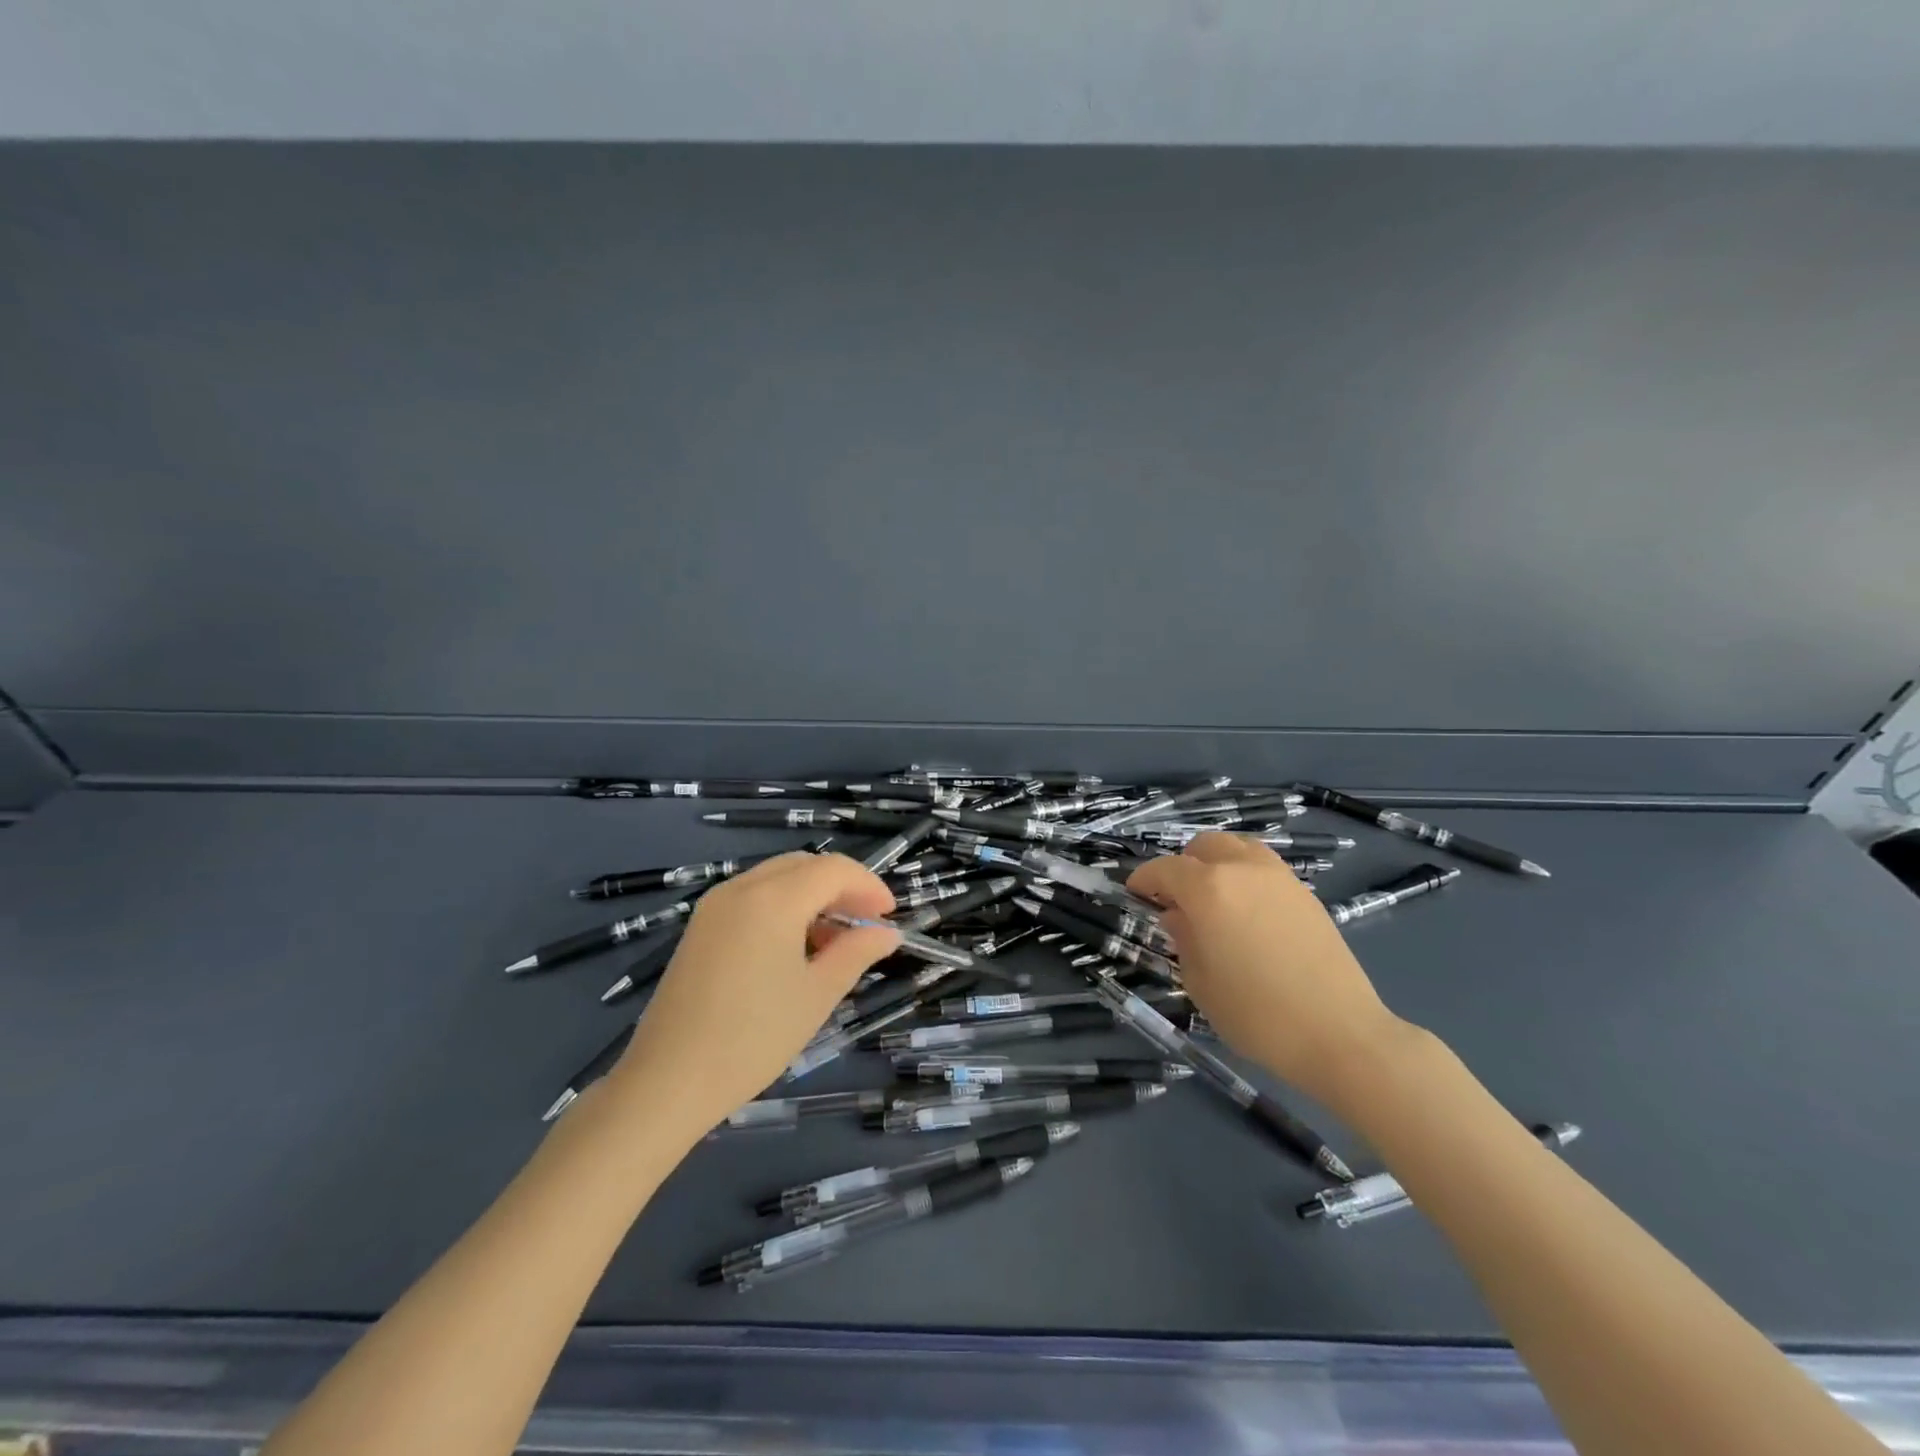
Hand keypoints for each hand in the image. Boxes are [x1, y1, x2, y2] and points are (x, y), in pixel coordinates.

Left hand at [608, 852, 897, 1132]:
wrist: (668, 1081)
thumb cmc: (753, 1038)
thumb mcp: (817, 995)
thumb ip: (856, 953)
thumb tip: (888, 933)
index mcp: (773, 899)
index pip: (834, 869)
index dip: (869, 886)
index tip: (890, 917)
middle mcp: (741, 888)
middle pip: (805, 865)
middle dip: (842, 886)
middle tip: (867, 923)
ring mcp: (714, 905)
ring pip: (777, 878)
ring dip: (813, 895)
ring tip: (835, 939)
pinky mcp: (700, 927)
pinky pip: (752, 896)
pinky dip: (783, 906)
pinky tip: (795, 946)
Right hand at [1127, 833, 1406, 1105]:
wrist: (1339, 1033)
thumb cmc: (1256, 1014)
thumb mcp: (1200, 982)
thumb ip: (1183, 940)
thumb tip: (1178, 917)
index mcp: (1207, 889)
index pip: (1165, 869)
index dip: (1144, 879)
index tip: (1135, 894)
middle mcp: (1242, 870)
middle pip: (1204, 846)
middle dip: (1183, 865)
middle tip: (1176, 898)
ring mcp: (1279, 878)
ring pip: (1239, 848)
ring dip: (1218, 863)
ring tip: (1214, 898)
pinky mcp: (1306, 894)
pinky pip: (1265, 868)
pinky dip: (1246, 876)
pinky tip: (1247, 912)